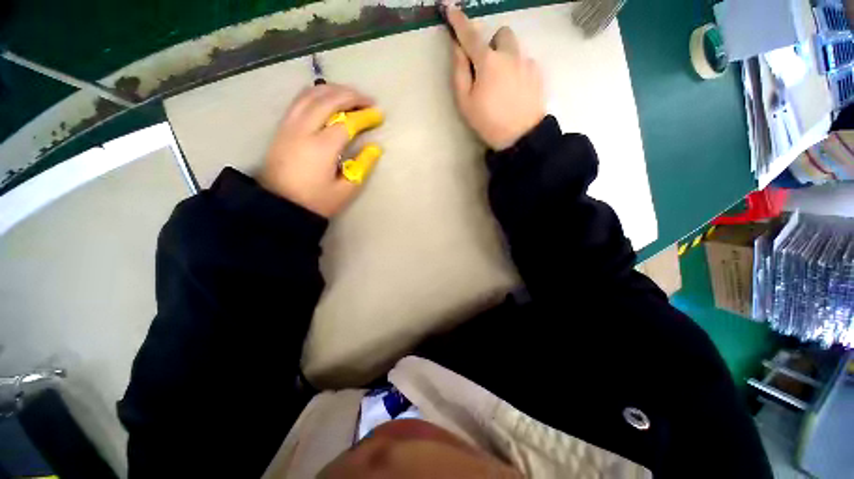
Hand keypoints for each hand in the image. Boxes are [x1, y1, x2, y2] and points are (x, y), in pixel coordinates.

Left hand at [260, 84, 375, 217]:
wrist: (279, 206)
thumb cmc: (316, 201)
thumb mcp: (345, 190)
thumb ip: (362, 167)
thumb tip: (375, 148)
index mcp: (322, 147)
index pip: (347, 122)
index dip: (365, 116)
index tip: (379, 115)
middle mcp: (304, 129)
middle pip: (328, 100)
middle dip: (351, 96)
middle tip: (368, 100)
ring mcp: (289, 125)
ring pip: (311, 95)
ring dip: (333, 90)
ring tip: (350, 95)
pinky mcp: (282, 127)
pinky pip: (299, 100)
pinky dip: (316, 93)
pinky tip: (326, 97)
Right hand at [446, 6, 545, 150]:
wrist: (521, 137)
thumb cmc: (488, 122)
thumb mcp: (465, 102)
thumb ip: (459, 72)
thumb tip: (457, 48)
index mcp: (488, 62)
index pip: (471, 35)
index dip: (459, 22)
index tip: (451, 9)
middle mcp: (510, 54)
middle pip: (501, 34)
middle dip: (492, 46)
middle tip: (487, 69)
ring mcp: (527, 62)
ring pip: (515, 48)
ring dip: (506, 58)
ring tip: (503, 85)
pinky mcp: (538, 74)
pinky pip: (526, 62)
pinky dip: (518, 71)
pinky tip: (515, 92)